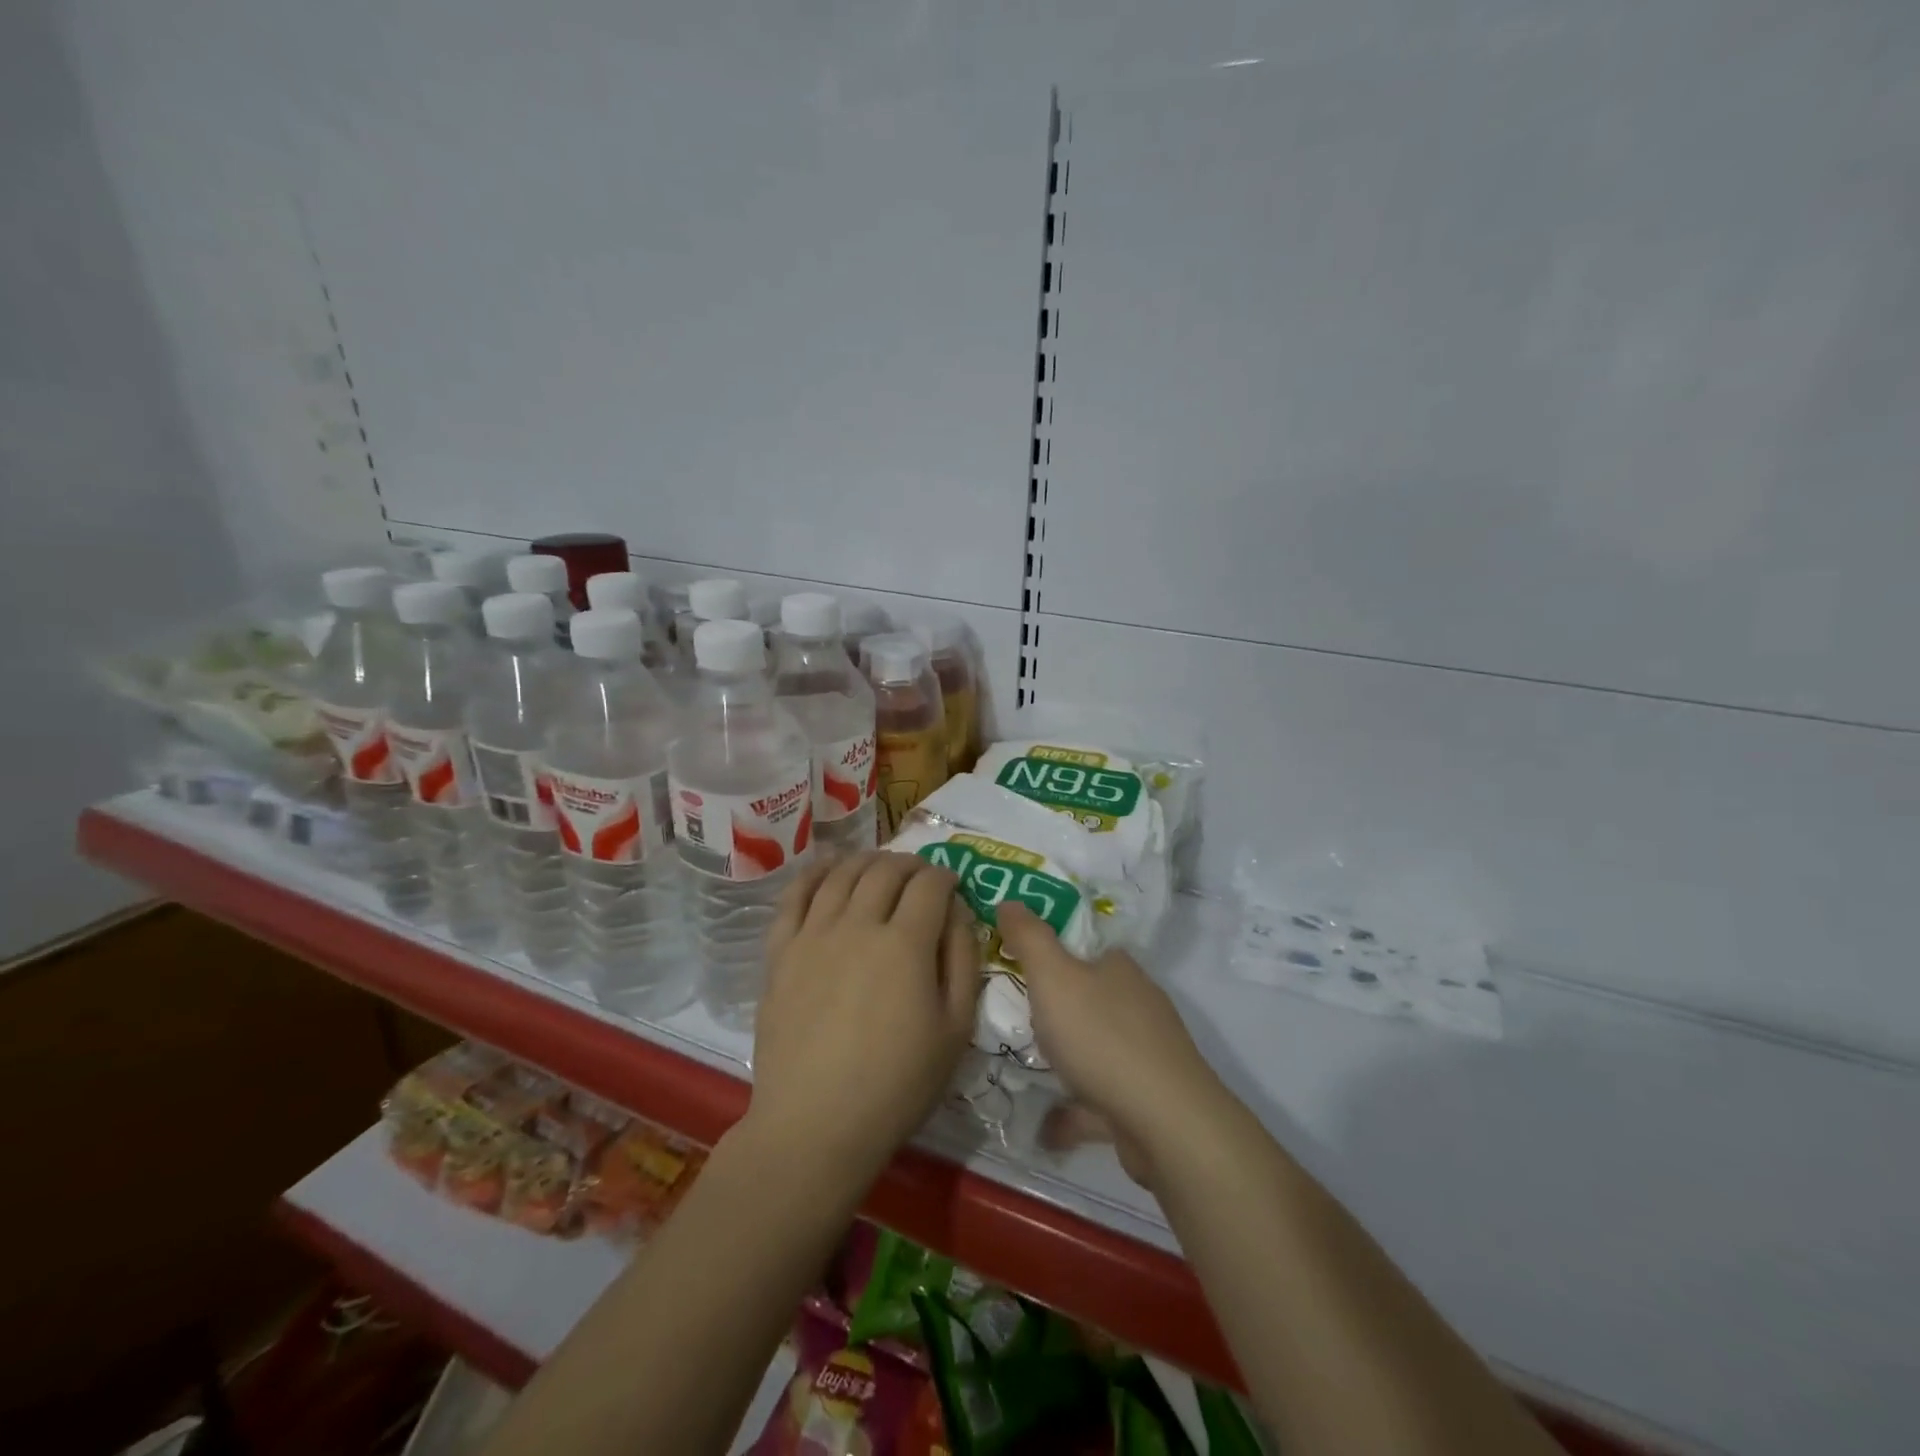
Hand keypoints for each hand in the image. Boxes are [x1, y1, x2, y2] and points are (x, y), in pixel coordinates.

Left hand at [745, 851, 982, 1186]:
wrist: (814, 1125)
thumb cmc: (896, 1085)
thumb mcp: (955, 1029)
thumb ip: (963, 960)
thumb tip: (958, 912)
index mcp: (906, 944)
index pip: (929, 885)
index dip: (945, 877)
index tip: (951, 885)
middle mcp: (858, 925)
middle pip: (885, 871)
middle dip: (909, 864)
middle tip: (919, 875)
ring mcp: (813, 935)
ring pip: (842, 874)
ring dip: (866, 860)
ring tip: (879, 866)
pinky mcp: (780, 952)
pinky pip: (795, 896)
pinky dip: (814, 873)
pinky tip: (827, 867)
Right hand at [998, 901, 1229, 1188]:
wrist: (1165, 1123)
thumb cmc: (1102, 1037)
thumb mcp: (1053, 976)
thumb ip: (1029, 938)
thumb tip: (1010, 900)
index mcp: (1120, 969)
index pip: (1087, 949)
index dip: (1054, 953)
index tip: (1021, 965)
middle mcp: (1138, 1005)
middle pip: (1092, 998)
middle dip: (1059, 1008)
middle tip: (1017, 1017)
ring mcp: (1147, 1055)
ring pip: (1098, 1049)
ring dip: (1067, 1058)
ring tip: (1028, 1068)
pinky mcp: (1147, 1101)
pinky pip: (1101, 1098)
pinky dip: (1076, 1108)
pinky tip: (1045, 1127)